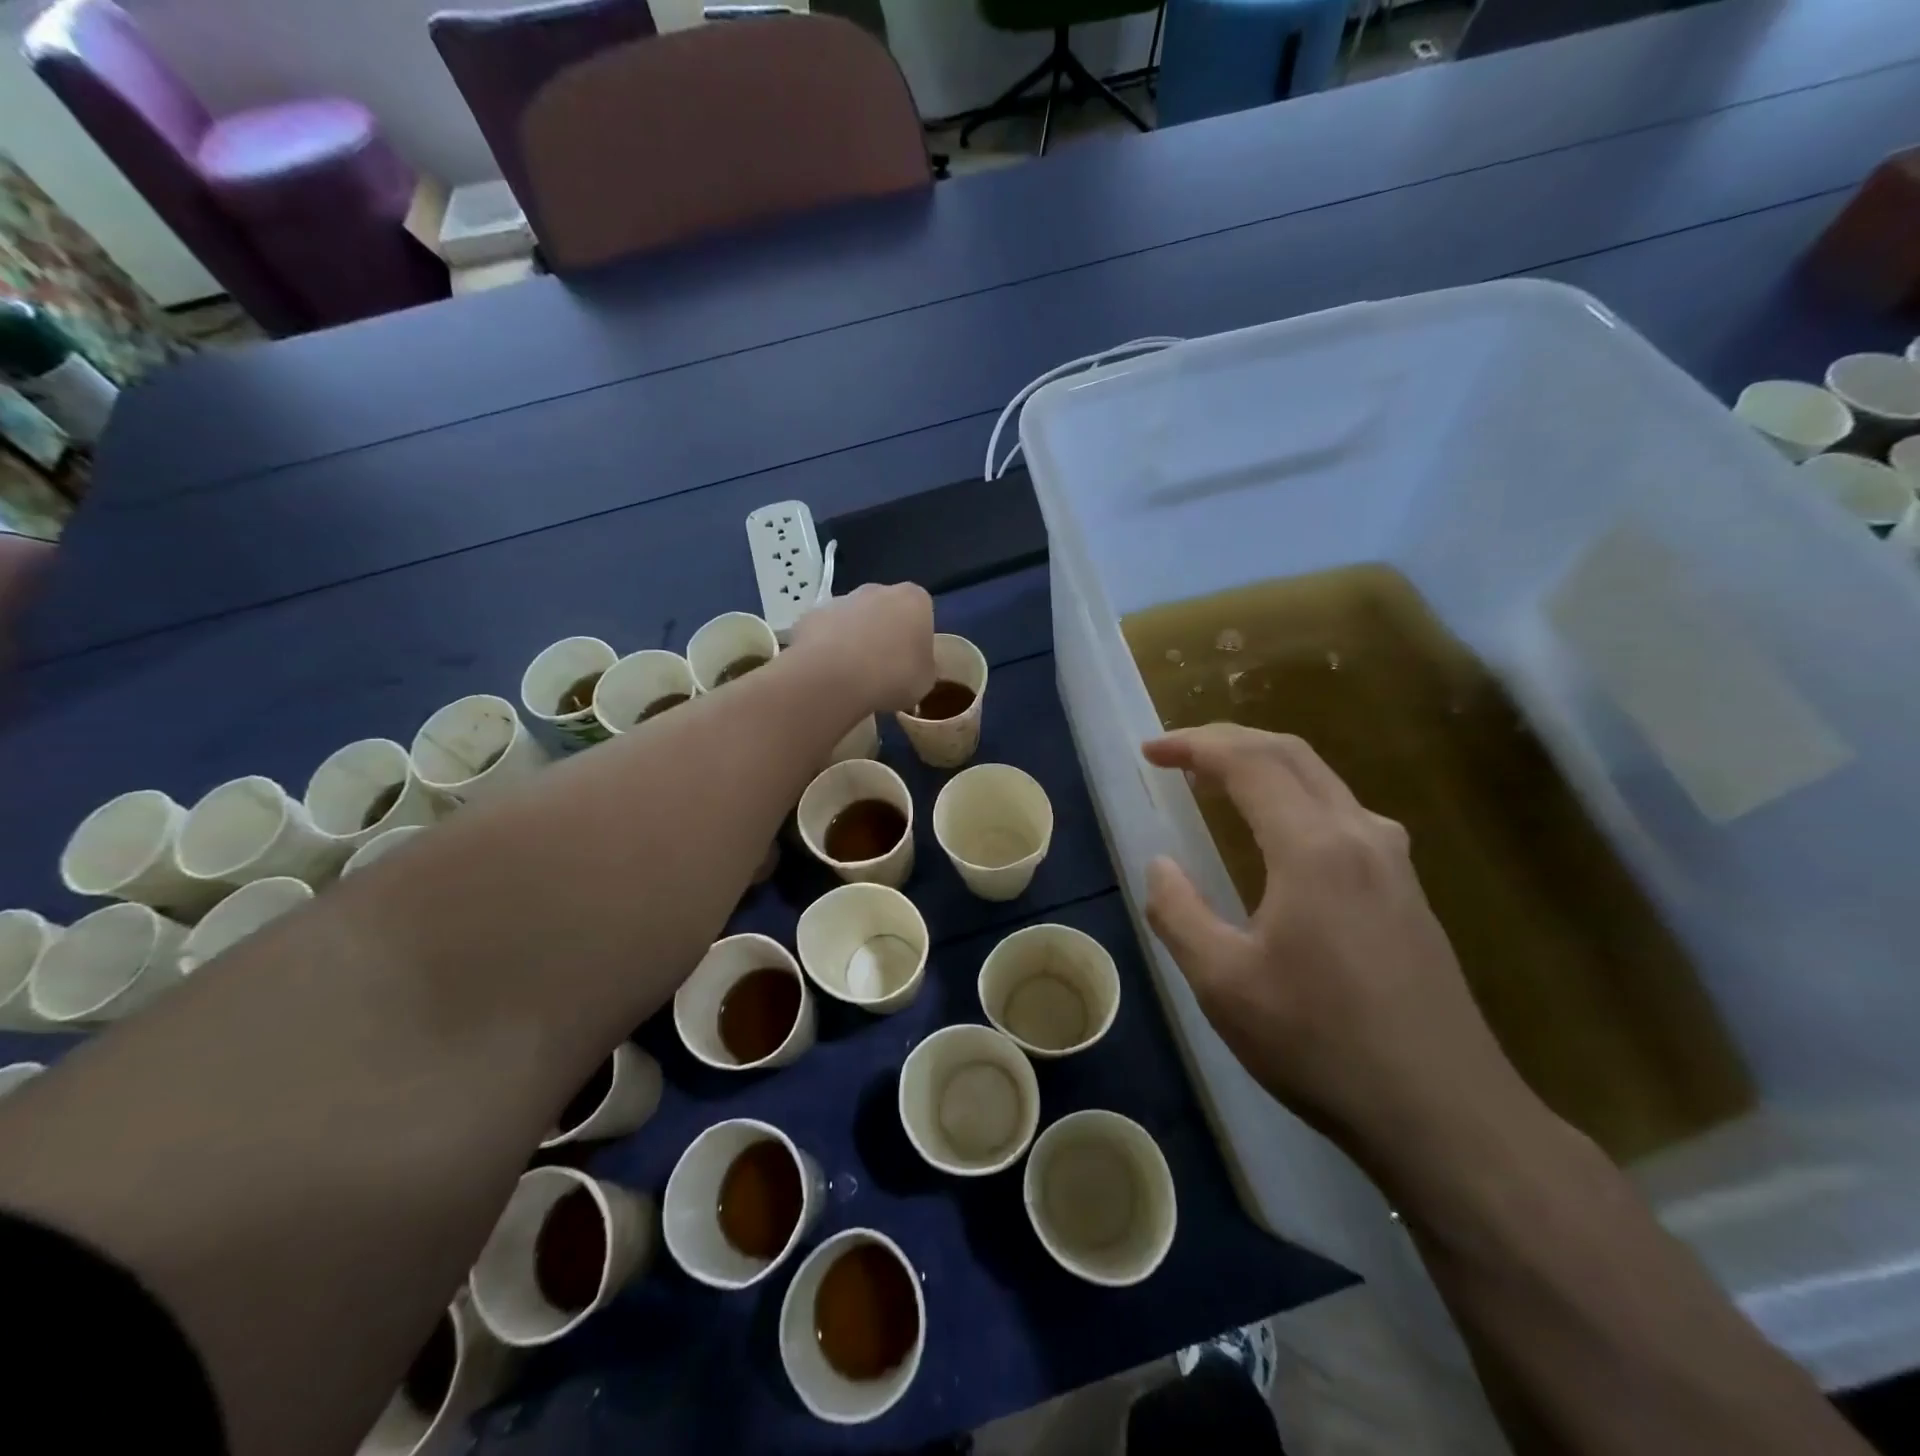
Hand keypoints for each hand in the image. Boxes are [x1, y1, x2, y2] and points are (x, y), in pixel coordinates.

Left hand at [789, 582, 935, 714]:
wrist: (834, 677)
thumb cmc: (893, 675)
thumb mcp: (925, 681)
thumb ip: (924, 666)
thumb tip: (918, 665)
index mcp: (913, 599)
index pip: (920, 612)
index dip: (916, 638)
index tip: (911, 662)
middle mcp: (877, 589)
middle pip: (884, 609)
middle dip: (883, 632)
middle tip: (882, 668)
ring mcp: (840, 599)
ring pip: (852, 619)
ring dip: (853, 639)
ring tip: (852, 674)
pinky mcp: (811, 615)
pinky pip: (824, 632)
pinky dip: (825, 647)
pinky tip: (827, 673)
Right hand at [1141, 725, 1528, 1166]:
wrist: (1444, 1113)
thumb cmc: (1320, 1043)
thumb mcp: (1223, 983)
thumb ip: (1178, 912)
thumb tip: (1160, 866)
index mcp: (1313, 848)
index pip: (1248, 762)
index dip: (1194, 746)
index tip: (1149, 751)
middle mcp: (1360, 835)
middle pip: (1291, 753)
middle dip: (1229, 741)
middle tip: (1178, 754)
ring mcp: (1393, 860)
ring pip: (1322, 779)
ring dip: (1265, 765)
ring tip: (1217, 781)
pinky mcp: (1407, 889)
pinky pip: (1342, 811)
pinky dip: (1295, 796)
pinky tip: (1277, 830)